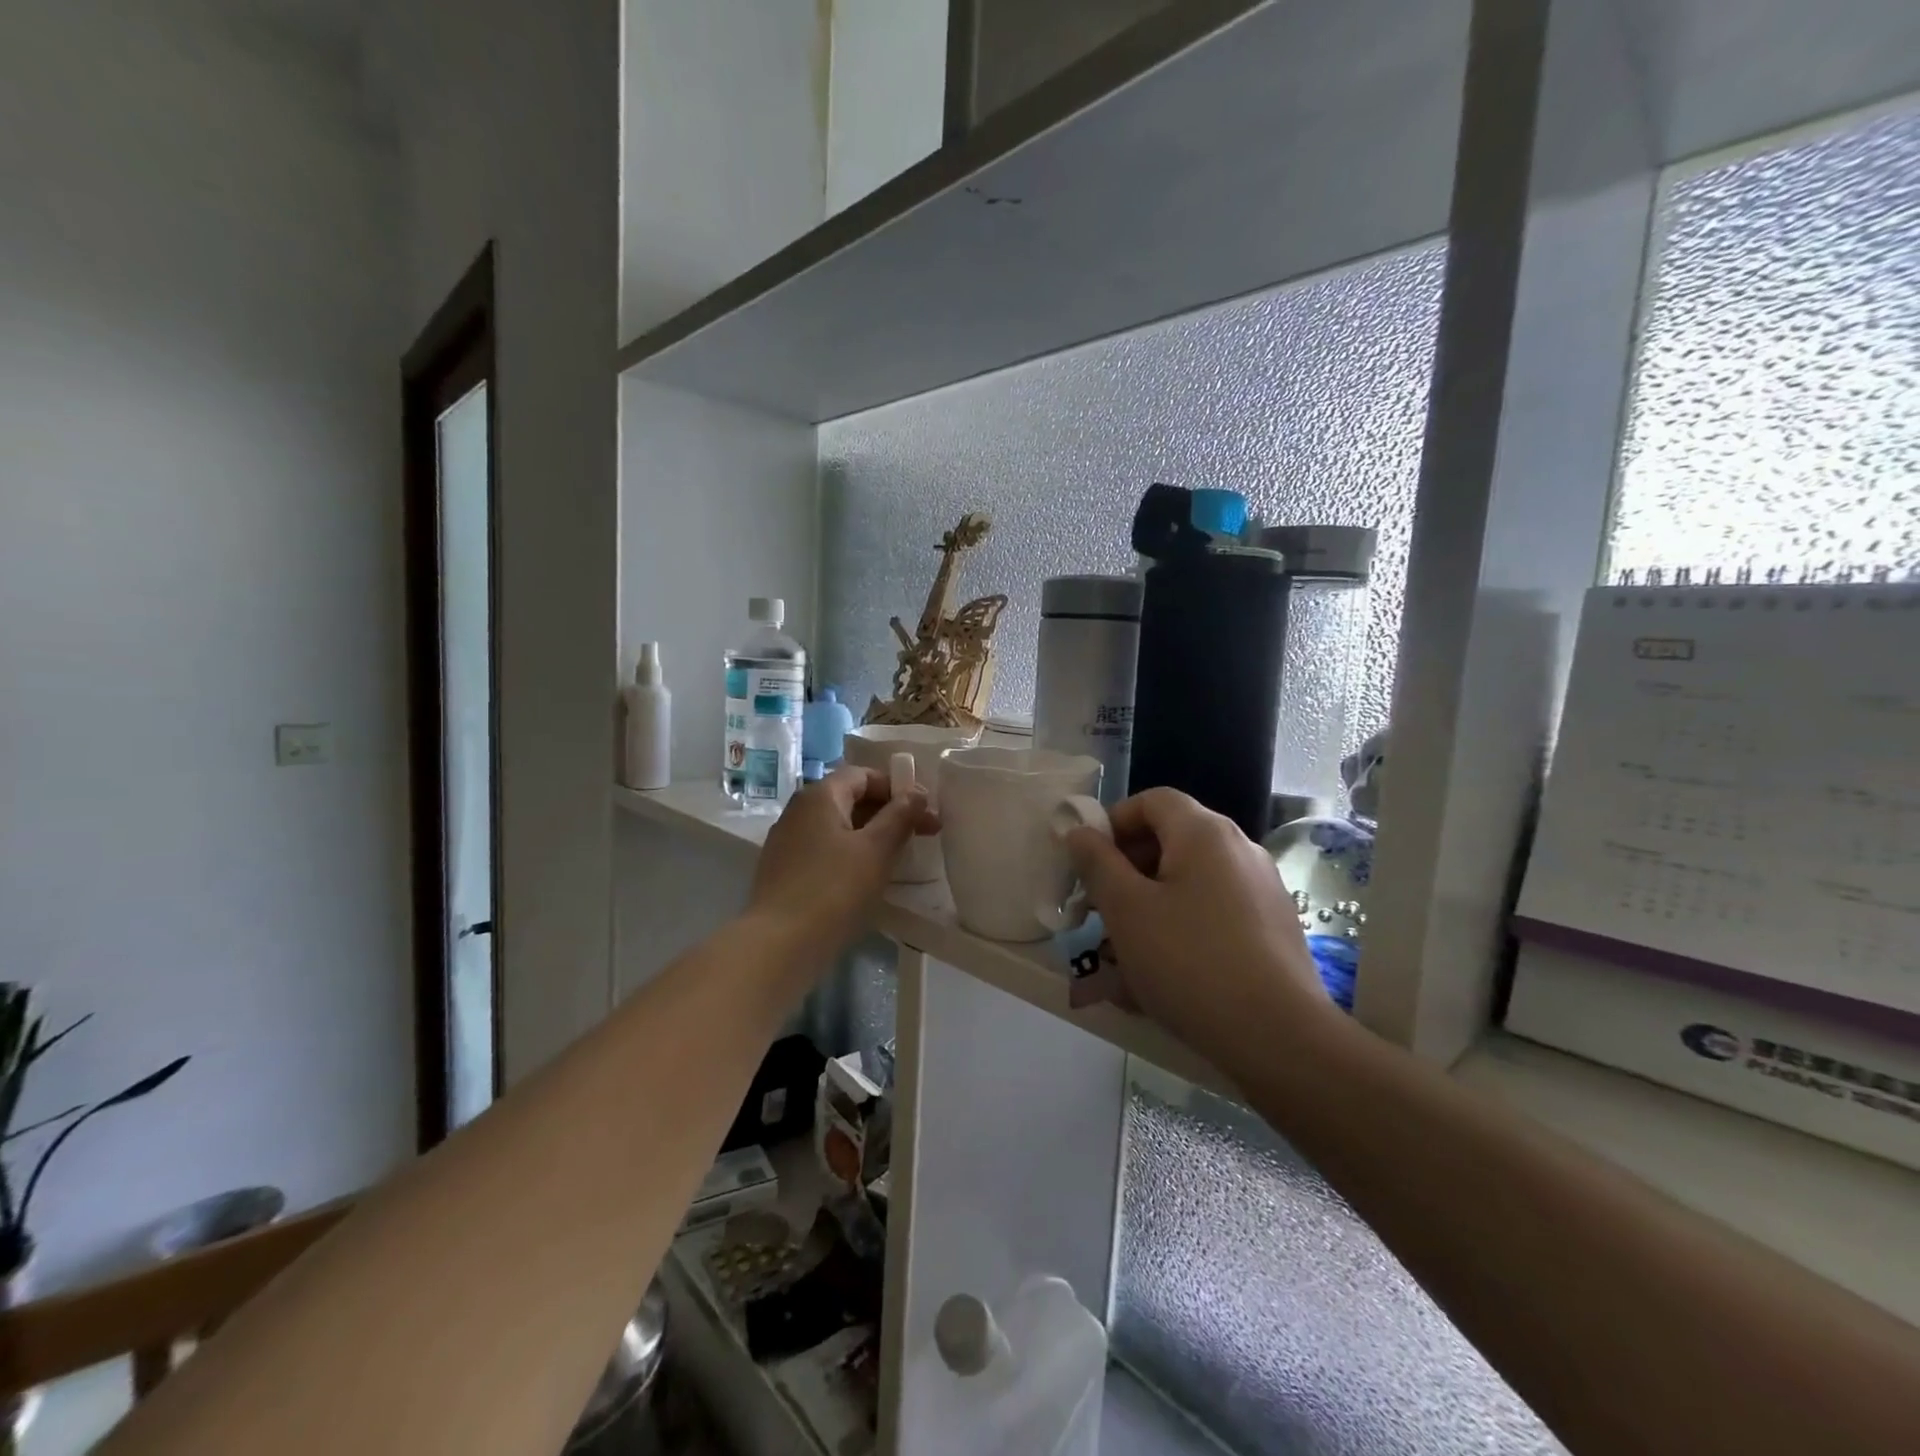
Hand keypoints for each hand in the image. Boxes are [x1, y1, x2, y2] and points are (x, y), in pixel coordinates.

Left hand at [748, 767, 934, 972]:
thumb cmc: (834, 890)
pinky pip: (824, 849)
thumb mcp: (877, 850)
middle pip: (850, 798)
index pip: (864, 775)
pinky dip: (850, 854)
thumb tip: (916, 792)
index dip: (898, 788)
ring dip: (870, 835)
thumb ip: (900, 816)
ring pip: (838, 826)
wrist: (779, 945)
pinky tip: (866, 878)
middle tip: (920, 836)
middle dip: (888, 813)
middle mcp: (798, 810)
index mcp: (820, 795)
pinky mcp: (784, 870)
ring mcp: (787, 840)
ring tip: (898, 858)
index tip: (925, 812)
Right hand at [1064, 788, 1331, 1061]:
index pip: (1152, 800)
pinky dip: (1181, 929)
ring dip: (1149, 906)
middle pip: (1171, 840)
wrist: (1278, 1037)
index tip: (1088, 863)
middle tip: (1097, 911)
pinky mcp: (1272, 928)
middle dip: (1126, 871)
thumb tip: (1080, 832)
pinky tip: (1163, 974)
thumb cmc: (1188, 961)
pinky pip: (1213, 913)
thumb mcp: (1126, 910)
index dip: (1113, 822)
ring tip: (1121, 953)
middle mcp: (1239, 849)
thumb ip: (1097, 863)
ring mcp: (1262, 889)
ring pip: (1189, 883)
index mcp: (1204, 833)